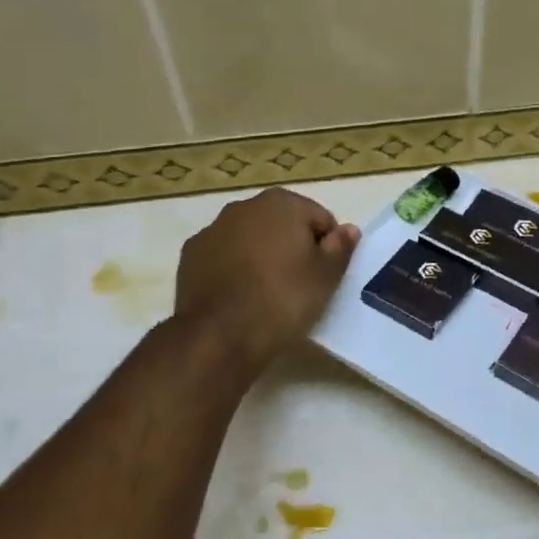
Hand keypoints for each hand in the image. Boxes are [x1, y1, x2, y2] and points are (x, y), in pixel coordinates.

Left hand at [175, 188, 360, 367]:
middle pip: (282, 224)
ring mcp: (213, 229)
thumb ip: (341, 247)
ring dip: (261, 255)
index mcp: (282, 203)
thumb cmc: (283, 299)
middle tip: (299, 284)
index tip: (324, 276)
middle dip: (292, 246)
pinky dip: (234, 268)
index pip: (320, 219)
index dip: (327, 247)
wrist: (220, 335)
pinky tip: (239, 296)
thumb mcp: (326, 276)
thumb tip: (348, 229)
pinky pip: (224, 256)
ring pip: (250, 238)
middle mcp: (244, 206)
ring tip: (267, 293)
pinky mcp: (190, 255)